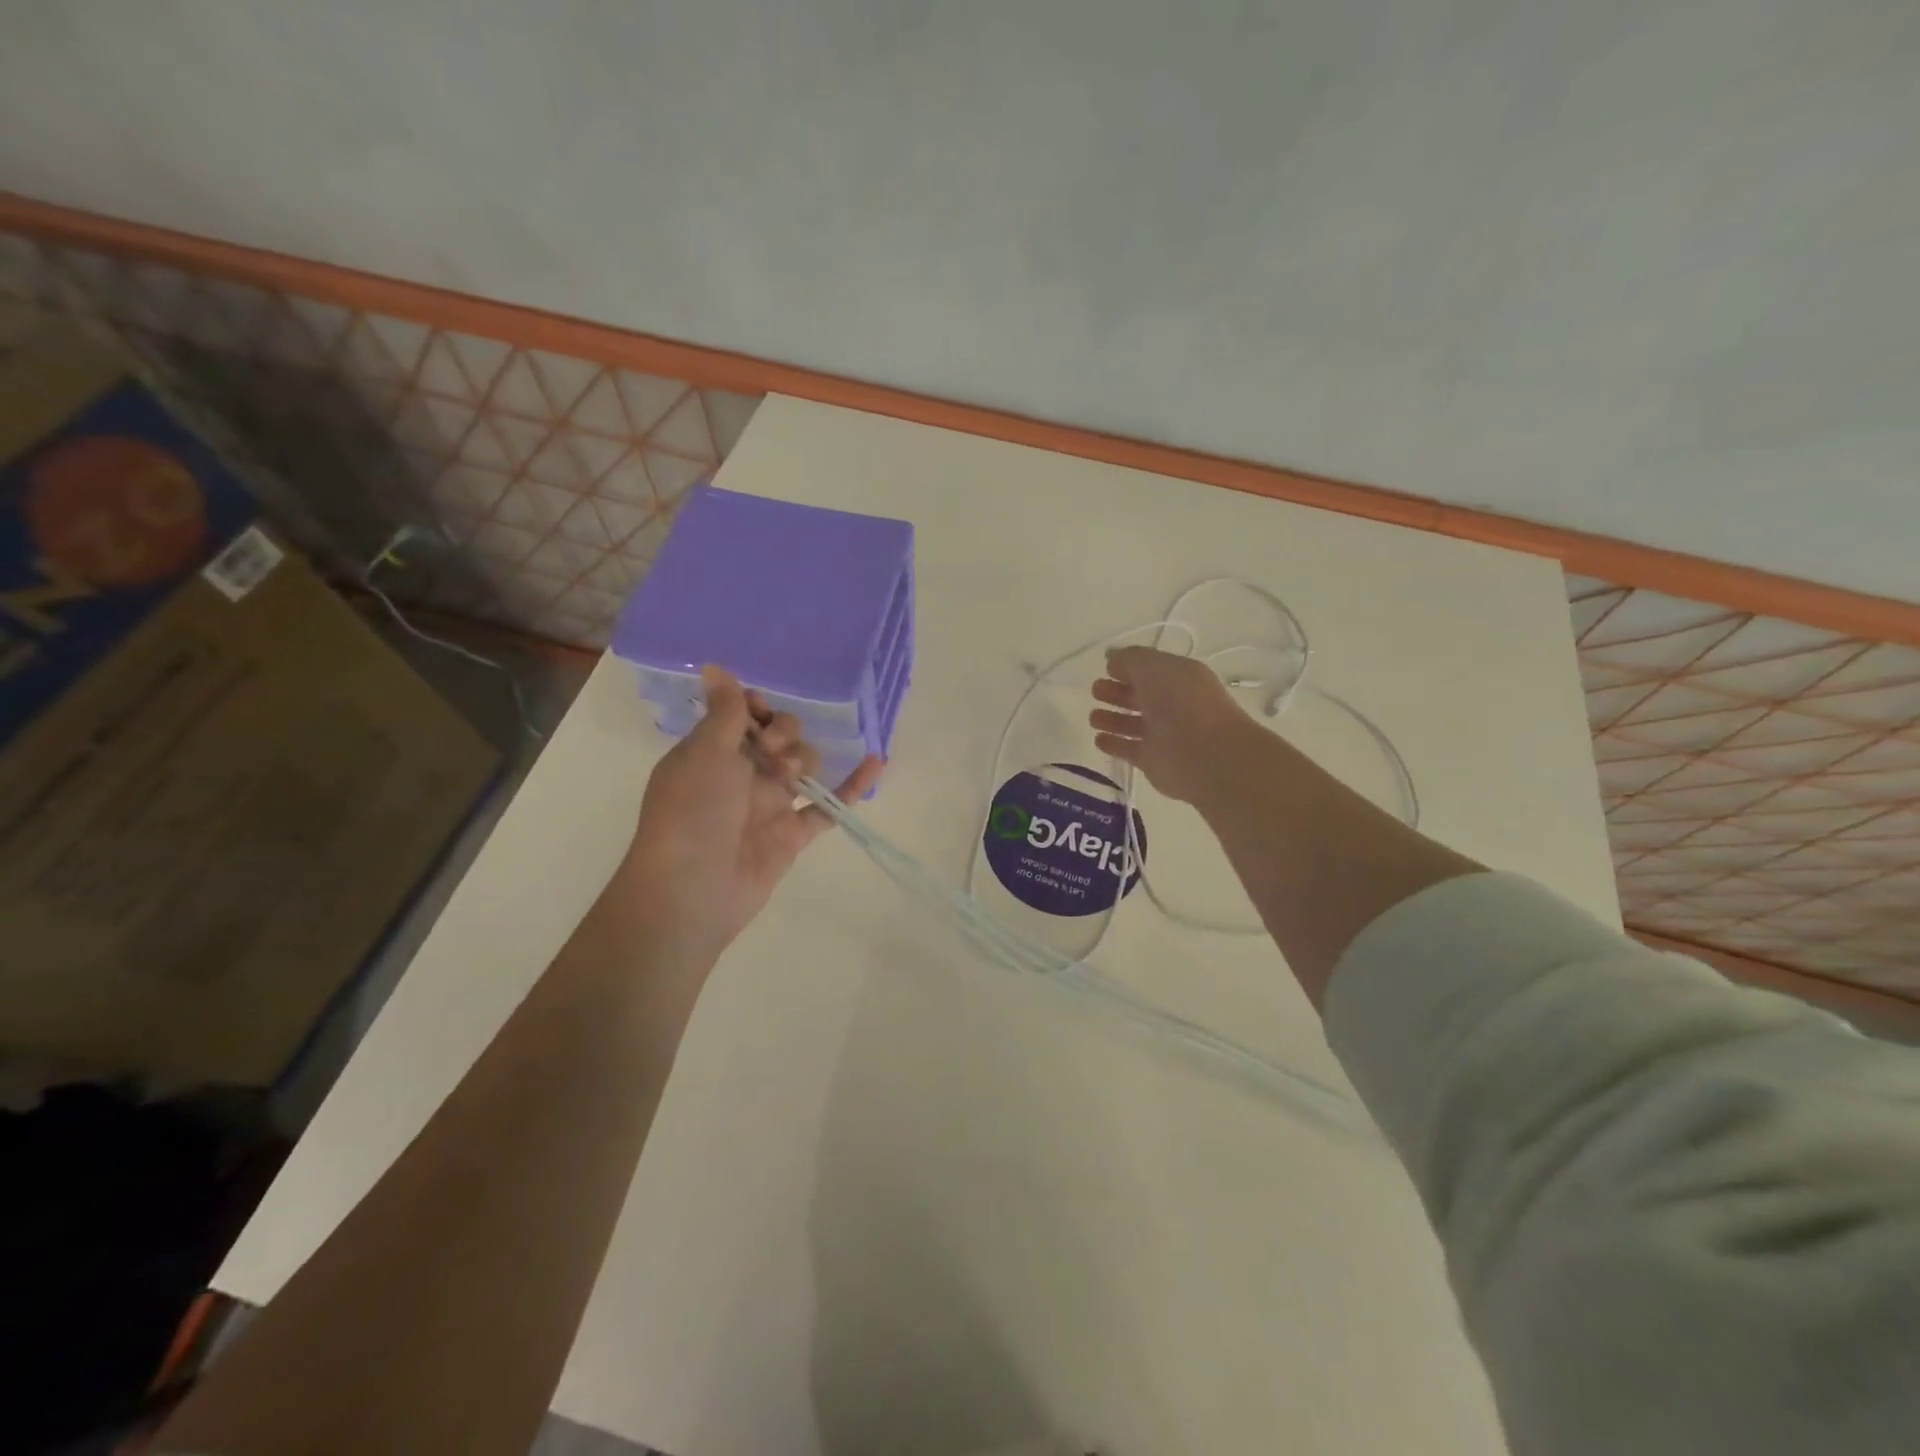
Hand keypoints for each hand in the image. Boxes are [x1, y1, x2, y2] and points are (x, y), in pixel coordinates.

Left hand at [620, 666, 882, 959]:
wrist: (694, 888)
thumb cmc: (692, 812)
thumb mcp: (706, 753)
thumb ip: (723, 711)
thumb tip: (713, 665)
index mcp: (712, 752)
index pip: (742, 715)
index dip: (755, 708)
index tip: (758, 711)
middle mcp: (741, 775)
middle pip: (779, 736)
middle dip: (783, 733)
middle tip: (772, 749)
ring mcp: (769, 805)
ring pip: (803, 766)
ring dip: (805, 759)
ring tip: (790, 776)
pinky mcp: (792, 834)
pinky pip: (828, 805)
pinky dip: (851, 786)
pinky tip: (876, 762)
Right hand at [1089, 646, 1259, 803]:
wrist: (1206, 754)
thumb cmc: (1181, 702)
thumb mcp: (1154, 667)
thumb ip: (1129, 659)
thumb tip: (1111, 657)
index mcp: (1179, 678)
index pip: (1150, 669)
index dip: (1128, 667)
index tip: (1106, 668)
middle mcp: (1172, 704)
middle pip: (1140, 696)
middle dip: (1117, 692)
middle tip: (1096, 691)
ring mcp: (1163, 734)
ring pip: (1132, 723)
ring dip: (1112, 719)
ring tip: (1093, 717)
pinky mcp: (1153, 760)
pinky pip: (1129, 749)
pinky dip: (1114, 744)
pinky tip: (1099, 739)